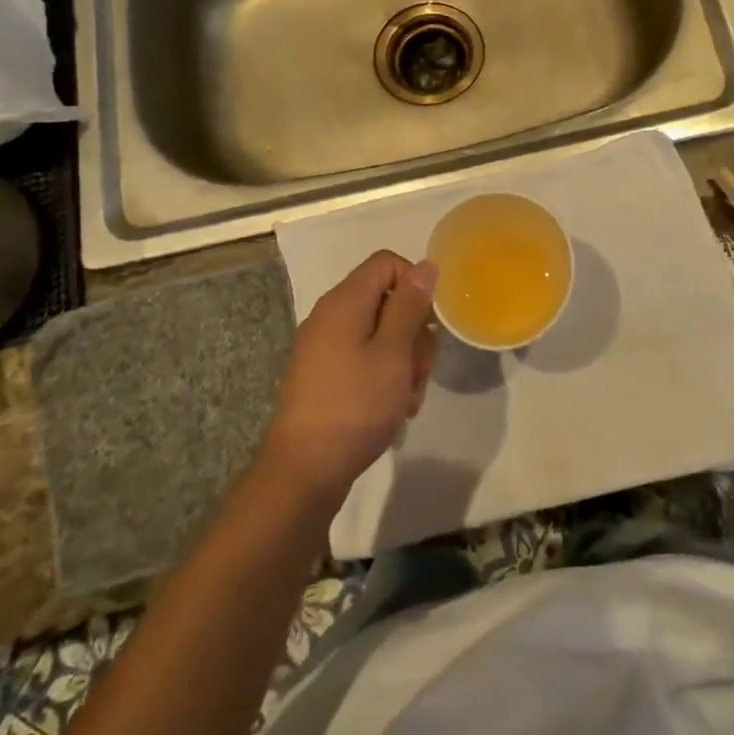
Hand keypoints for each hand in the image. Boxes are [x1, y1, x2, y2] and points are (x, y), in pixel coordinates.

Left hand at [262, 251, 438, 501]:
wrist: (304, 471)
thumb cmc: (355, 406)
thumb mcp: (393, 352)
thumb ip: (410, 305)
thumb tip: (425, 266)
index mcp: (344, 302)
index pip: (387, 263)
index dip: (416, 284)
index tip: (430, 323)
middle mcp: (331, 316)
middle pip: (387, 300)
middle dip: (414, 332)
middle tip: (420, 370)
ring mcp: (325, 347)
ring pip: (381, 334)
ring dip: (404, 360)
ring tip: (408, 397)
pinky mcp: (325, 375)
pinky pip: (365, 359)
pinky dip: (385, 376)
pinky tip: (394, 408)